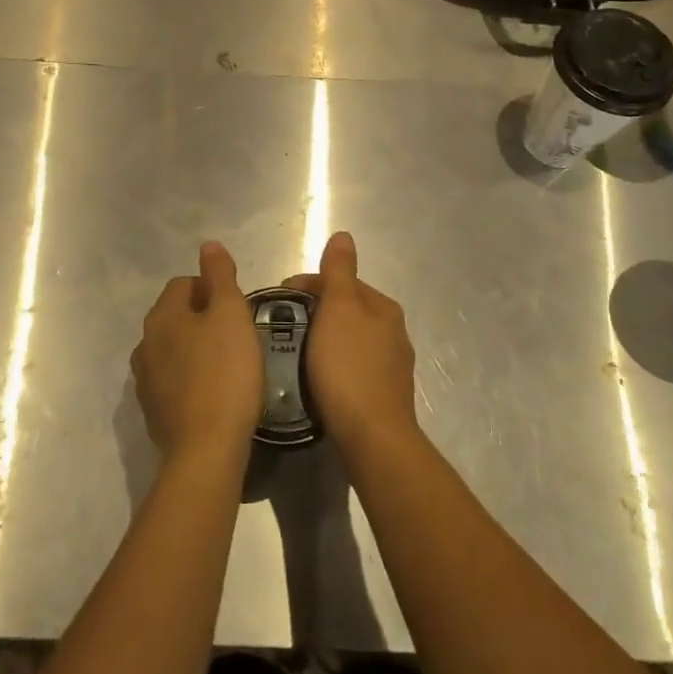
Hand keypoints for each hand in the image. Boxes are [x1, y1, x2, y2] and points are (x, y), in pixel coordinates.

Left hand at [132, 241, 263, 462]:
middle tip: (237, 333)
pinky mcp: (153, 411)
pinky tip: (214, 391)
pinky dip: (191, 377)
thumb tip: (208, 245)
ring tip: (228, 362)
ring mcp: (145, 380)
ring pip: (173, 348)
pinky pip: (174, 379)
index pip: (183, 283)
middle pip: (176, 315)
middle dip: (204, 317)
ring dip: (196, 348)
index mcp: (161, 316)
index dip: (212, 288)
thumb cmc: (225, 373)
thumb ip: (219, 275)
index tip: (238, 307)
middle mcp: (145, 343)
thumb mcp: (231, 314)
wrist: (206, 450)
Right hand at [294, 232, 419, 456]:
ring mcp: (393, 366)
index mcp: (383, 307)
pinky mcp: (385, 396)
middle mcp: (394, 332)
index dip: (309, 284)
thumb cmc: (348, 367)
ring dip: (326, 338)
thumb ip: (339, 272)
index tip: (278, 298)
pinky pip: (355, 368)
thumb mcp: (338, 309)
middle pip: (349, 309)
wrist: (373, 437)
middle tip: (285, 325)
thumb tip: (344, 236)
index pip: (342, 281)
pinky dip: (335, 364)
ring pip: (352, 339)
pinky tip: (320, 379)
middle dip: (318, 310)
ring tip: (297, 351)